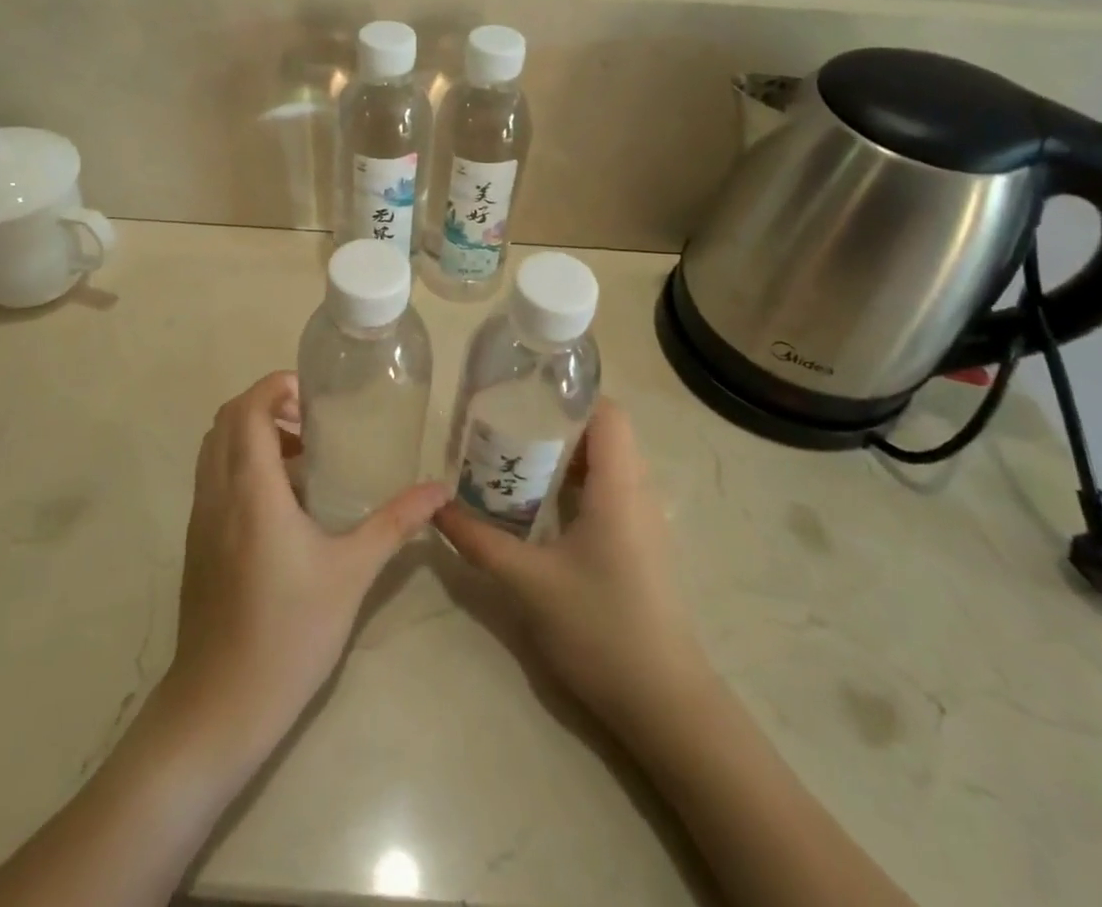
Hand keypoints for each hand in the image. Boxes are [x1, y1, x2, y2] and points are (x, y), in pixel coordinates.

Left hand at [159, 371, 446, 768]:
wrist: (219, 705)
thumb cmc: (289, 632)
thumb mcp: (351, 573)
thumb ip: (395, 524)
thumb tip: (439, 489)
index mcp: (250, 489)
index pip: (247, 408)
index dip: (275, 387)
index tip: (313, 396)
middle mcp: (217, 492)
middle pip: (226, 419)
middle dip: (266, 405)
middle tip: (311, 423)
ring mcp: (200, 518)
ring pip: (214, 448)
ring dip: (251, 434)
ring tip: (301, 458)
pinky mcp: (196, 542)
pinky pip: (212, 477)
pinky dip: (240, 463)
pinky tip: (282, 502)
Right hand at [435, 398, 706, 735]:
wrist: (665, 705)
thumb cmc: (601, 629)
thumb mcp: (529, 584)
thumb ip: (479, 541)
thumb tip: (436, 508)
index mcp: (619, 487)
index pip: (608, 413)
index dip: (570, 397)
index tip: (524, 398)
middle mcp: (638, 493)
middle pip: (604, 434)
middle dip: (555, 425)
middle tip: (506, 430)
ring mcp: (643, 521)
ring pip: (606, 465)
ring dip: (564, 458)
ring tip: (515, 462)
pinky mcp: (640, 545)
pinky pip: (609, 493)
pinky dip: (575, 486)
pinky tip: (540, 508)